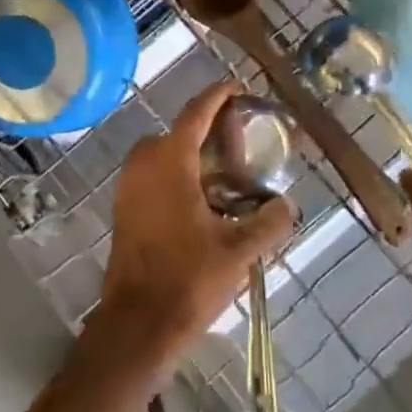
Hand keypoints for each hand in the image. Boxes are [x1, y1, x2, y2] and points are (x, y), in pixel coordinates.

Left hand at [95, 81, 296, 370]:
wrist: (139, 324)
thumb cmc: (189, 279)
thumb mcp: (240, 250)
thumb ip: (270, 222)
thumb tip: (287, 205)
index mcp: (169, 162)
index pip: (195, 113)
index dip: (217, 96)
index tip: (236, 87)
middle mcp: (143, 166)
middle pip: (178, 133)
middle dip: (207, 132)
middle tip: (239, 145)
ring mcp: (128, 188)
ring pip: (163, 156)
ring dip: (191, 157)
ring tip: (227, 178)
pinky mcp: (124, 211)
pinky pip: (153, 177)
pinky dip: (177, 177)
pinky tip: (204, 205)